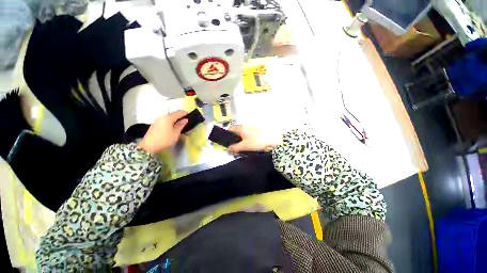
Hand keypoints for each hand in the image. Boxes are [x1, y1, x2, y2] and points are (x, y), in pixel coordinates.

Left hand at [138, 111, 187, 152]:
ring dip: (175, 118)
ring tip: (180, 123)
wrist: (149, 146)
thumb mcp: (175, 133)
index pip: (178, 112)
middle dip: (180, 115)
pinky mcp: (155, 124)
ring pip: (169, 116)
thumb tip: (185, 120)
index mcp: (168, 118)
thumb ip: (181, 125)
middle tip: (186, 120)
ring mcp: (158, 120)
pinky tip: (172, 126)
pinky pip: (165, 119)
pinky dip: (170, 121)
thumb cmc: (164, 140)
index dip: (185, 113)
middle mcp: (162, 116)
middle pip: (173, 113)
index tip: (190, 115)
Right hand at [229, 125, 281, 152]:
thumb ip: (235, 147)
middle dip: (234, 138)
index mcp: (242, 128)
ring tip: (241, 148)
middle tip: (234, 146)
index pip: (231, 128)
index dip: (228, 134)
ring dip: (241, 140)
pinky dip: (247, 140)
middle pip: (237, 131)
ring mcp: (252, 129)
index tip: (227, 141)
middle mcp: (246, 127)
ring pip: (243, 134)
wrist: (273, 140)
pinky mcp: (258, 133)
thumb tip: (228, 148)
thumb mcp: (245, 146)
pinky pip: (249, 136)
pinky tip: (248, 146)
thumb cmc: (257, 141)